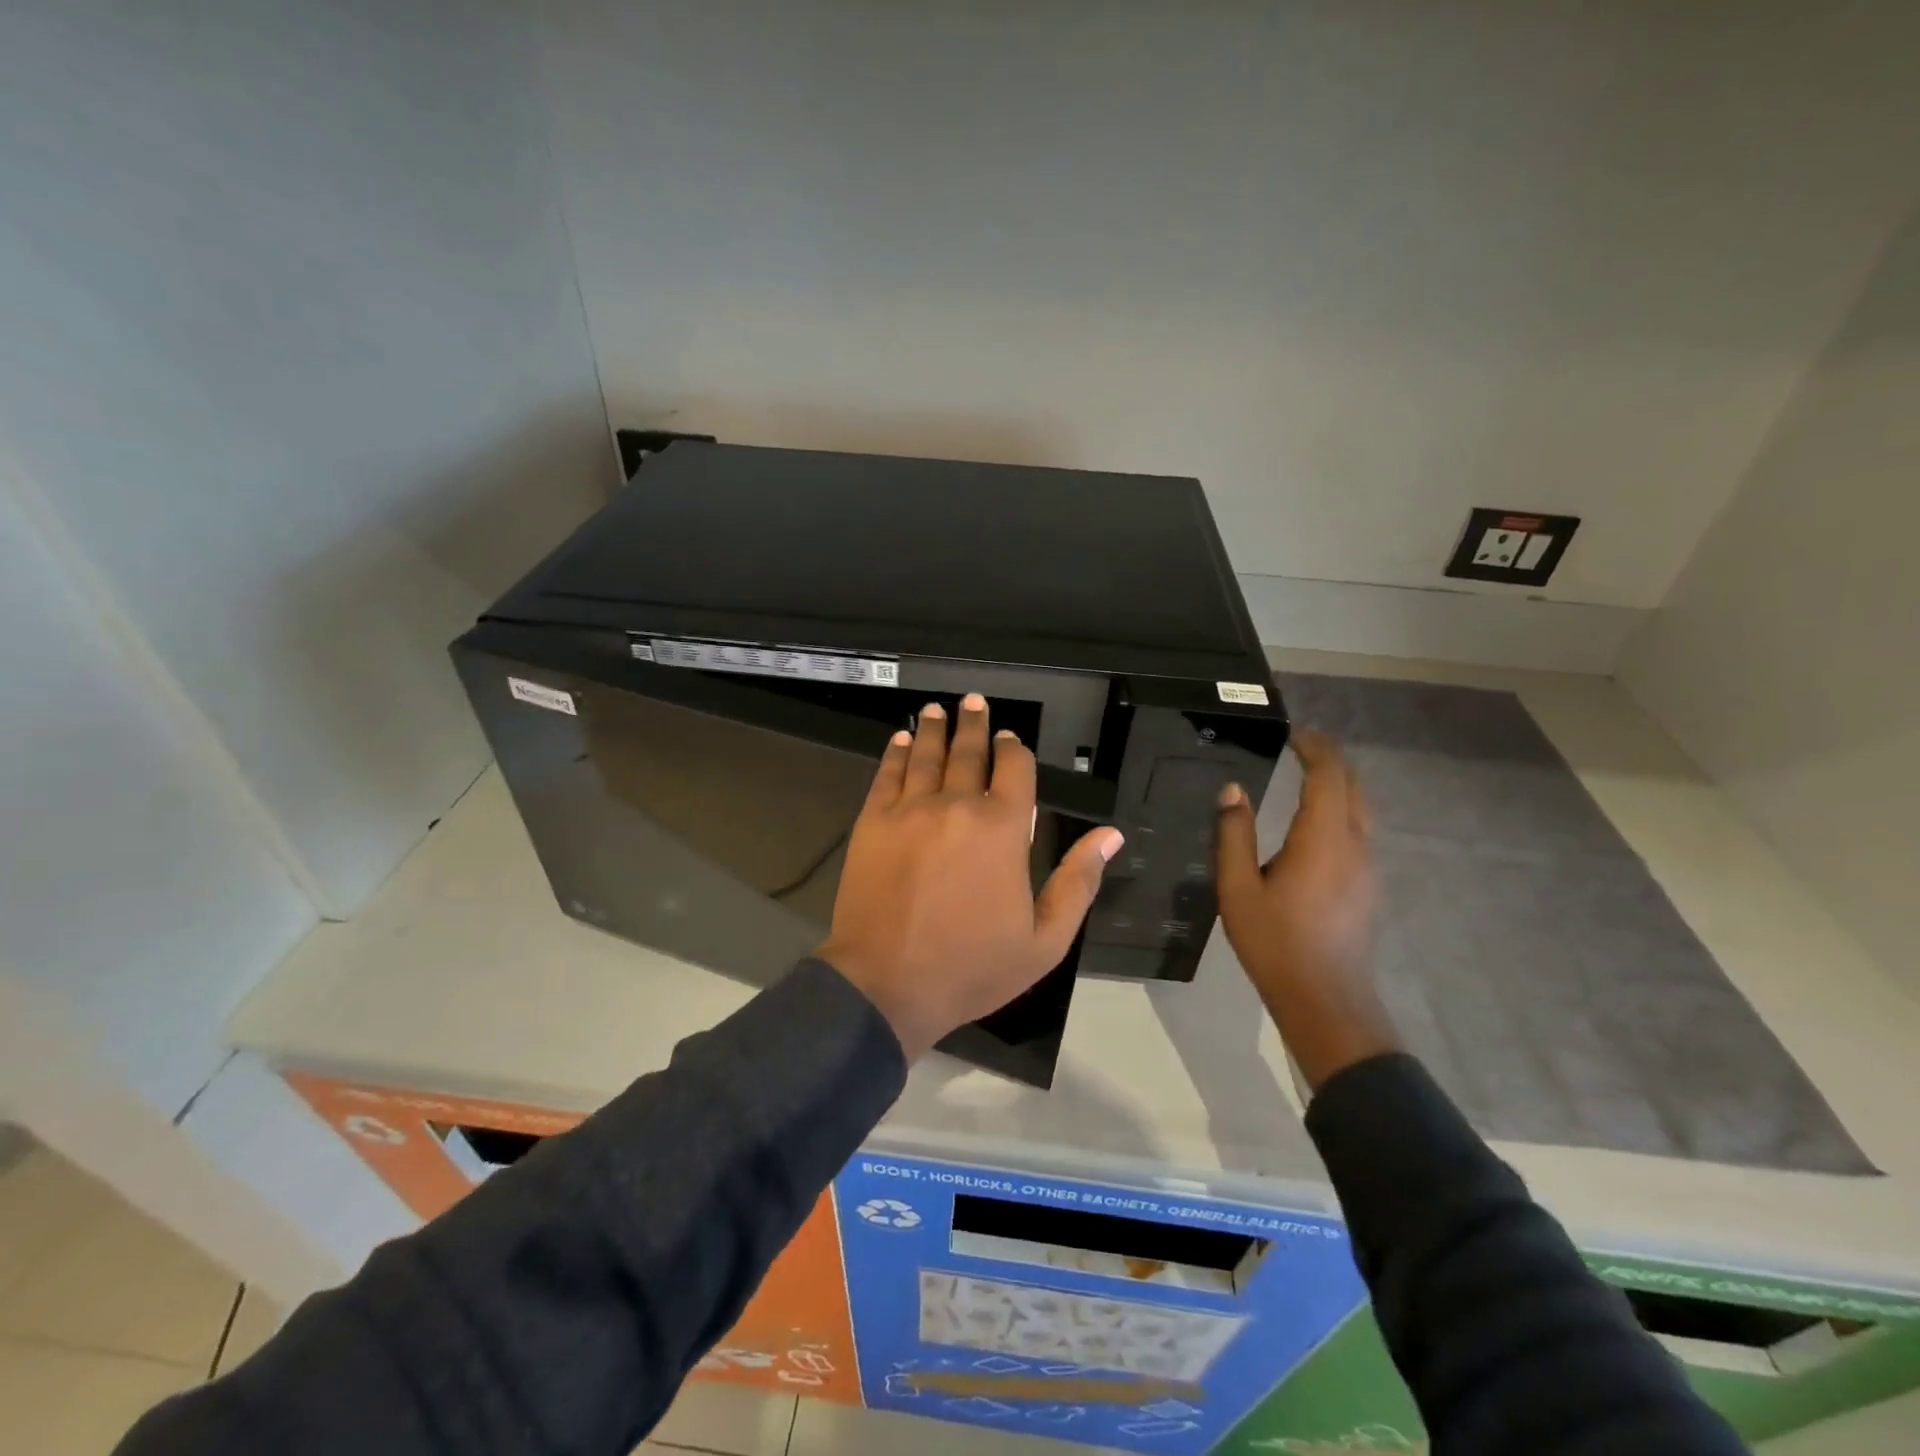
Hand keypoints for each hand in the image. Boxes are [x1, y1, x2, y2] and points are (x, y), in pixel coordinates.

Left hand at [819, 694, 1124, 1058]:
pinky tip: (900, 739)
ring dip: (934, 729)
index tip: (1011, 739)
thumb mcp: (1045, 940)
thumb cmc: (973, 967)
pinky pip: (887, 775)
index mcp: (1004, 828)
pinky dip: (896, 753)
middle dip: (974, 725)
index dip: (1014, 750)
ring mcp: (910, 810)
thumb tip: (1111, 836)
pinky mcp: (873, 821)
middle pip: (969, 752)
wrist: (888, 985)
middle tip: (973, 702)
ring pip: (926, 755)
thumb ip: (1079, 882)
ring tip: (937, 709)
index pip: (1015, 769)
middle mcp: (958, 805)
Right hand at [1215, 728, 1400, 1089]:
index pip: (1329, 775)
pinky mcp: (1368, 885)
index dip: (1315, 748)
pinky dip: (1343, 809)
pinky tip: (1318, 823)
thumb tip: (1233, 790)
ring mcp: (1368, 867)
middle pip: (1354, 786)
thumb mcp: (1238, 888)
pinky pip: (1361, 830)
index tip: (1293, 734)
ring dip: (1340, 784)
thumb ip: (1234, 834)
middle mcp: (1355, 845)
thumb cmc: (1275, 942)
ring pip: (1363, 808)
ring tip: (1309, 776)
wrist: (1325, 998)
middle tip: (1301, 747)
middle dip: (1331, 760)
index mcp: (1323, 839)